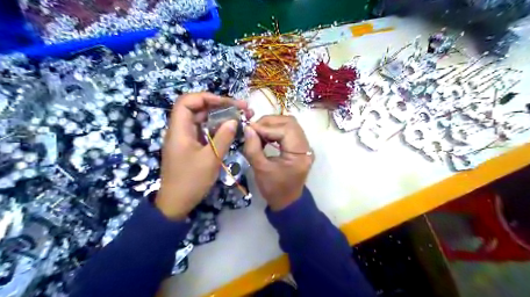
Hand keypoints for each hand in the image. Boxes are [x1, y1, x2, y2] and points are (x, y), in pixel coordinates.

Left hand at [156, 93, 252, 220]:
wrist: (176, 203)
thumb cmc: (191, 181)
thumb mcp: (211, 159)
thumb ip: (223, 138)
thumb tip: (233, 120)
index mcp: (179, 130)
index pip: (187, 101)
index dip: (206, 97)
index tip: (226, 103)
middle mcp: (180, 130)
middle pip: (197, 108)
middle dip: (219, 105)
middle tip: (241, 109)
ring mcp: (185, 138)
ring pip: (201, 119)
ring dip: (219, 116)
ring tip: (239, 117)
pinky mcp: (190, 146)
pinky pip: (203, 130)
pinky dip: (216, 128)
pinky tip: (229, 130)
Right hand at [244, 115, 313, 209]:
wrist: (287, 201)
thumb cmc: (274, 189)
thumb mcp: (260, 169)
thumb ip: (253, 148)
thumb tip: (248, 128)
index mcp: (300, 154)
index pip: (285, 130)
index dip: (266, 127)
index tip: (249, 128)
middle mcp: (306, 147)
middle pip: (290, 123)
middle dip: (269, 122)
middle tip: (253, 128)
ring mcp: (305, 146)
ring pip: (290, 125)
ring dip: (272, 124)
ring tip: (258, 131)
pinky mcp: (300, 147)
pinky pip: (289, 131)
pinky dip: (276, 130)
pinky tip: (265, 135)